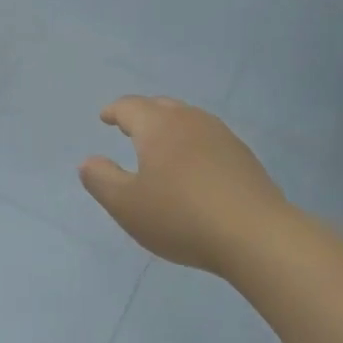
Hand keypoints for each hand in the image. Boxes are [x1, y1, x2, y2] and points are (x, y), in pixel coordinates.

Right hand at [79, 96, 287, 272]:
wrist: (254, 235)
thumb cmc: (180, 216)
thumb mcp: (126, 205)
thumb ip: (101, 180)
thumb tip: (88, 161)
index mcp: (158, 127)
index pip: (131, 107)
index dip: (115, 111)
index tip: (105, 117)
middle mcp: (191, 121)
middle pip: (162, 107)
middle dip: (142, 114)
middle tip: (129, 127)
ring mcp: (222, 137)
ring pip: (189, 120)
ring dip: (170, 127)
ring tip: (161, 145)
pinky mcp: (244, 158)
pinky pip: (209, 140)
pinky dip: (192, 145)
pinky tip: (193, 167)